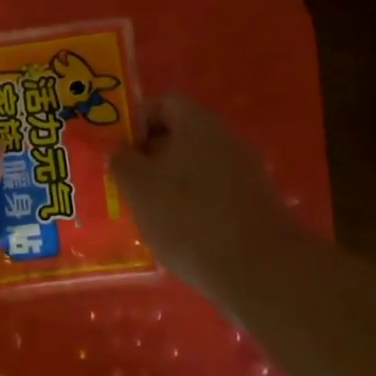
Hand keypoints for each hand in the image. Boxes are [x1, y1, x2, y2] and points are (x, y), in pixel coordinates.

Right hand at [109, 96, 300, 299]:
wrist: (260, 271)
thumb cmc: (189, 217)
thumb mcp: (139, 186)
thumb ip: (121, 161)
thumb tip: (119, 150)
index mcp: (197, 122)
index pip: (161, 105)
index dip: (134, 122)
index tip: (115, 148)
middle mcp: (225, 138)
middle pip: (178, 136)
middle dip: (149, 157)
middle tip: (124, 183)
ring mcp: (244, 173)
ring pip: (195, 168)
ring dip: (169, 185)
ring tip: (145, 214)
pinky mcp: (254, 206)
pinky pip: (213, 195)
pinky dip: (192, 208)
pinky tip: (178, 236)